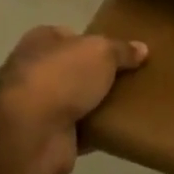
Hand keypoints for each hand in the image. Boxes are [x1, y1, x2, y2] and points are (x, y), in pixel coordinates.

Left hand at [0, 27, 147, 173]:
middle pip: (76, 70)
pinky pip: (83, 131)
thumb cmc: (62, 77)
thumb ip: (121, 50)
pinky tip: (125, 129)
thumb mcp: (101, 51)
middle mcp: (36, 71)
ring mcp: (40, 107)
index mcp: (42, 41)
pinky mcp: (50, 138)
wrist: (31, 133)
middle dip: (100, 75)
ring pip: (79, 101)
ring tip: (136, 103)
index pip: (71, 36)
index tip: (123, 51)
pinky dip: (99, 132)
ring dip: (100, 105)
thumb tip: (142, 49)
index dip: (96, 41)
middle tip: (135, 78)